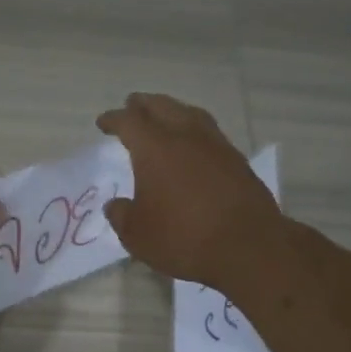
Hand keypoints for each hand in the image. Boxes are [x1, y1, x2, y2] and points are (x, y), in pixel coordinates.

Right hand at [97, 93, 283, 289]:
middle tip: (132, 106)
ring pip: (190, 114)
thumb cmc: (183, 237)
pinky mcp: (237, 160)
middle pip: (162, 106)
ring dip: (172, 111)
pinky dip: (194, 130)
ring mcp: (216, 145)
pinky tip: (193, 145)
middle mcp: (186, 136)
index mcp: (155, 148)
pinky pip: (209, 133)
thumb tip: (116, 205)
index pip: (129, 122)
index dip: (113, 119)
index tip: (103, 123)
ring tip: (164, 117)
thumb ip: (122, 215)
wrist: (247, 246)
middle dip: (144, 105)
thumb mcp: (137, 235)